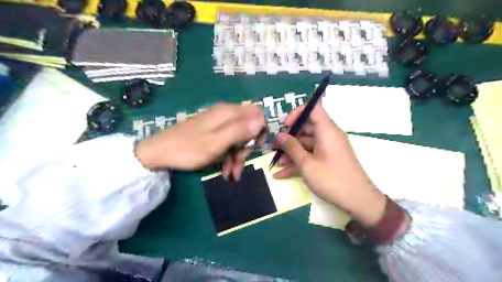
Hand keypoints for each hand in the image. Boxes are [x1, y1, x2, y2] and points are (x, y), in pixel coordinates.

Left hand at [136, 102, 264, 173]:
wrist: (159, 153)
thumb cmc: (188, 149)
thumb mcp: (217, 143)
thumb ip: (240, 130)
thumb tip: (261, 120)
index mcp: (228, 113)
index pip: (256, 113)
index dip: (260, 129)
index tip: (256, 146)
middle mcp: (225, 115)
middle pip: (247, 128)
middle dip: (247, 148)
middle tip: (240, 164)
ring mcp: (218, 124)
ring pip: (238, 139)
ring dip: (237, 157)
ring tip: (231, 175)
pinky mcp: (212, 133)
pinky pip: (227, 143)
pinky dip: (228, 157)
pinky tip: (225, 172)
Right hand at [274, 103, 384, 226]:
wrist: (358, 201)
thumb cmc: (331, 179)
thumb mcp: (307, 164)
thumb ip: (291, 147)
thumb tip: (279, 135)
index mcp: (327, 130)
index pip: (313, 109)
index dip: (297, 113)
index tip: (284, 125)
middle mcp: (328, 136)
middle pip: (306, 128)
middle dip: (289, 138)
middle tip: (274, 146)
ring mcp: (327, 148)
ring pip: (306, 144)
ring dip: (291, 153)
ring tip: (276, 163)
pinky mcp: (327, 160)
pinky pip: (310, 155)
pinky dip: (298, 163)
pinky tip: (281, 174)